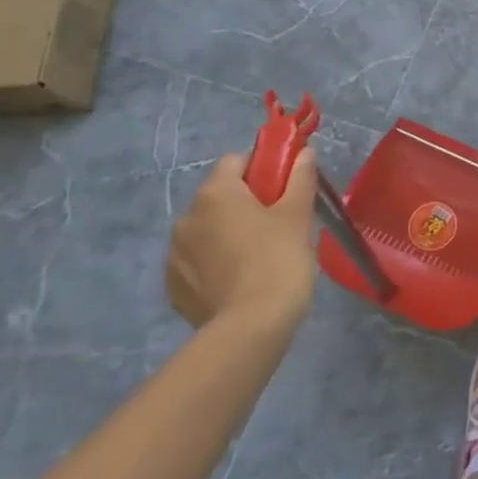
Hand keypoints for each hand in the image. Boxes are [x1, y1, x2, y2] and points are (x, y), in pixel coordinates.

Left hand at [167, 151, 316, 335]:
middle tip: (278, 222)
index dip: (262, 167)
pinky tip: (240, 279)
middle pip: (220, 195)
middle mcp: (185, 217)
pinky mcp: (172, 286)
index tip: (284, 187)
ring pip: (207, 229)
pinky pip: (197, 260)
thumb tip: (305, 152)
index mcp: (215, 193)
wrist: (251, 326)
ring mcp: (174, 254)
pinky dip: (215, 261)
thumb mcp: (298, 213)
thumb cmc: (279, 258)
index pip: (236, 160)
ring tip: (258, 255)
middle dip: (245, 201)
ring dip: (228, 232)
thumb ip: (301, 177)